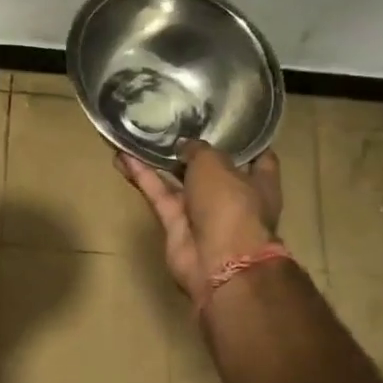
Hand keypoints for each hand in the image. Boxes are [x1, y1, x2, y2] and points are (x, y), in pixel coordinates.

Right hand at [114, 142, 281, 305]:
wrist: (218, 260)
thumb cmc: (230, 204)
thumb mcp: (215, 163)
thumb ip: (198, 150)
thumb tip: (184, 146)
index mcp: (259, 182)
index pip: (256, 157)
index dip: (242, 140)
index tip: (224, 122)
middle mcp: (232, 197)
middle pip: (211, 170)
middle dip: (193, 150)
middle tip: (171, 126)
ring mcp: (202, 213)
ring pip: (178, 181)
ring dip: (159, 162)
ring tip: (138, 137)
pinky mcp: (176, 225)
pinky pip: (158, 194)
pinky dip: (143, 177)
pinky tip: (123, 157)